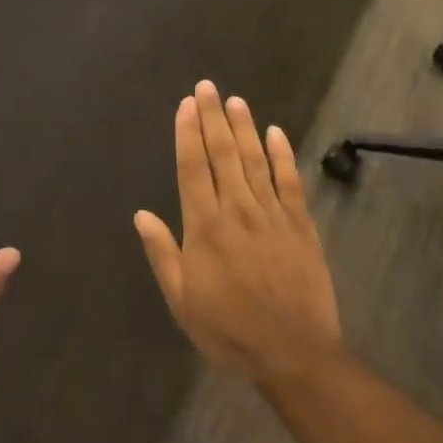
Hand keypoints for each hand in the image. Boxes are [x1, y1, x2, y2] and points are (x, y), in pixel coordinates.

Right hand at [134, 81, 343, 385]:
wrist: (295, 355)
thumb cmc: (230, 330)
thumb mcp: (183, 301)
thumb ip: (162, 254)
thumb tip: (141, 214)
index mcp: (205, 227)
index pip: (193, 167)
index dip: (188, 133)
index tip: (185, 104)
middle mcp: (237, 210)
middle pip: (223, 154)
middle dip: (213, 117)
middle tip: (207, 87)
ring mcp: (272, 215)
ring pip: (255, 160)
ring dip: (244, 127)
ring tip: (235, 100)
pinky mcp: (301, 225)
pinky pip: (290, 182)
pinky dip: (283, 155)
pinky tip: (276, 132)